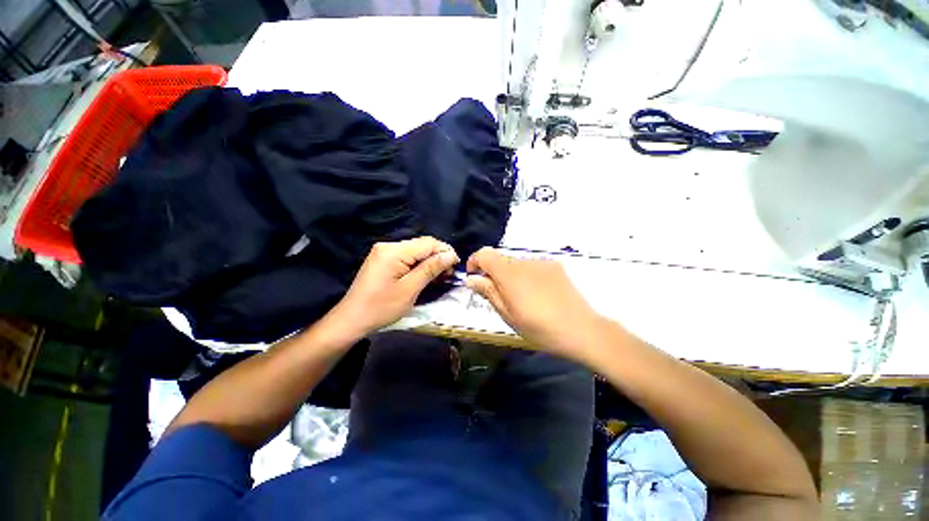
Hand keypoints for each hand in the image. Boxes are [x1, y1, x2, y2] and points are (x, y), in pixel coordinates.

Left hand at [328, 237, 458, 337]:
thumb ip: (430, 269)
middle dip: (438, 257)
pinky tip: (425, 275)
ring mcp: (384, 252)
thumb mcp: (410, 289)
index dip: (445, 251)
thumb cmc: (381, 307)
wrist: (352, 319)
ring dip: (430, 262)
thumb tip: (450, 255)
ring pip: (415, 251)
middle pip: (421, 245)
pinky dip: (419, 265)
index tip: (456, 266)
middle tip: (449, 274)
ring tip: (440, 277)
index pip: (428, 243)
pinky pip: (407, 257)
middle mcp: (389, 246)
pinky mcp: (383, 260)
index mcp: (394, 251)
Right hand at [465, 247, 606, 361]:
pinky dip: (527, 276)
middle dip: (493, 273)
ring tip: (522, 298)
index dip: (475, 262)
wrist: (582, 330)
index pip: (485, 254)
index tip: (475, 278)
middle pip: (501, 259)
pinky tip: (538, 294)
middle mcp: (525, 261)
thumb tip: (472, 278)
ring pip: (516, 263)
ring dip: (511, 275)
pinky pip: (532, 266)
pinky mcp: (555, 266)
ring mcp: (542, 262)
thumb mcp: (508, 315)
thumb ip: (488, 292)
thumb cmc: (540, 328)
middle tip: (499, 296)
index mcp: (510, 274)